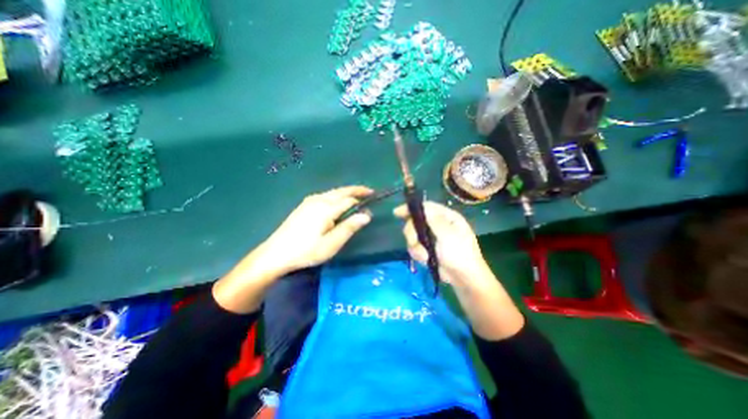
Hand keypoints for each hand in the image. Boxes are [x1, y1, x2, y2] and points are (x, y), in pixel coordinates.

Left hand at [261, 185, 372, 270]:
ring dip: (346, 192)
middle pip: (341, 191)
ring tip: (357, 196)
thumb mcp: (331, 243)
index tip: (373, 201)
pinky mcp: (304, 205)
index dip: (362, 200)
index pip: (349, 199)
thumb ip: (349, 227)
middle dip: (356, 190)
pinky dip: (337, 195)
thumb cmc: (306, 251)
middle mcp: (318, 199)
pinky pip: (326, 195)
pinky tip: (338, 202)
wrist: (276, 253)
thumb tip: (367, 215)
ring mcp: (309, 201)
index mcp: (326, 208)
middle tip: (369, 191)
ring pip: (333, 192)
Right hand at [393, 201, 488, 285]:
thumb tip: (423, 206)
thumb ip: (434, 221)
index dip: (411, 208)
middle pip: (415, 221)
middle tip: (413, 241)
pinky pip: (414, 247)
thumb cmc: (460, 255)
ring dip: (416, 246)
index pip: (426, 207)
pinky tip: (425, 259)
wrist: (463, 279)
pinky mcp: (426, 248)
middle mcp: (437, 224)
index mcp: (447, 217)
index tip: (397, 212)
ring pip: (413, 235)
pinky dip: (417, 253)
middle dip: (412, 232)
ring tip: (424, 256)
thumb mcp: (448, 236)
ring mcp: (431, 237)